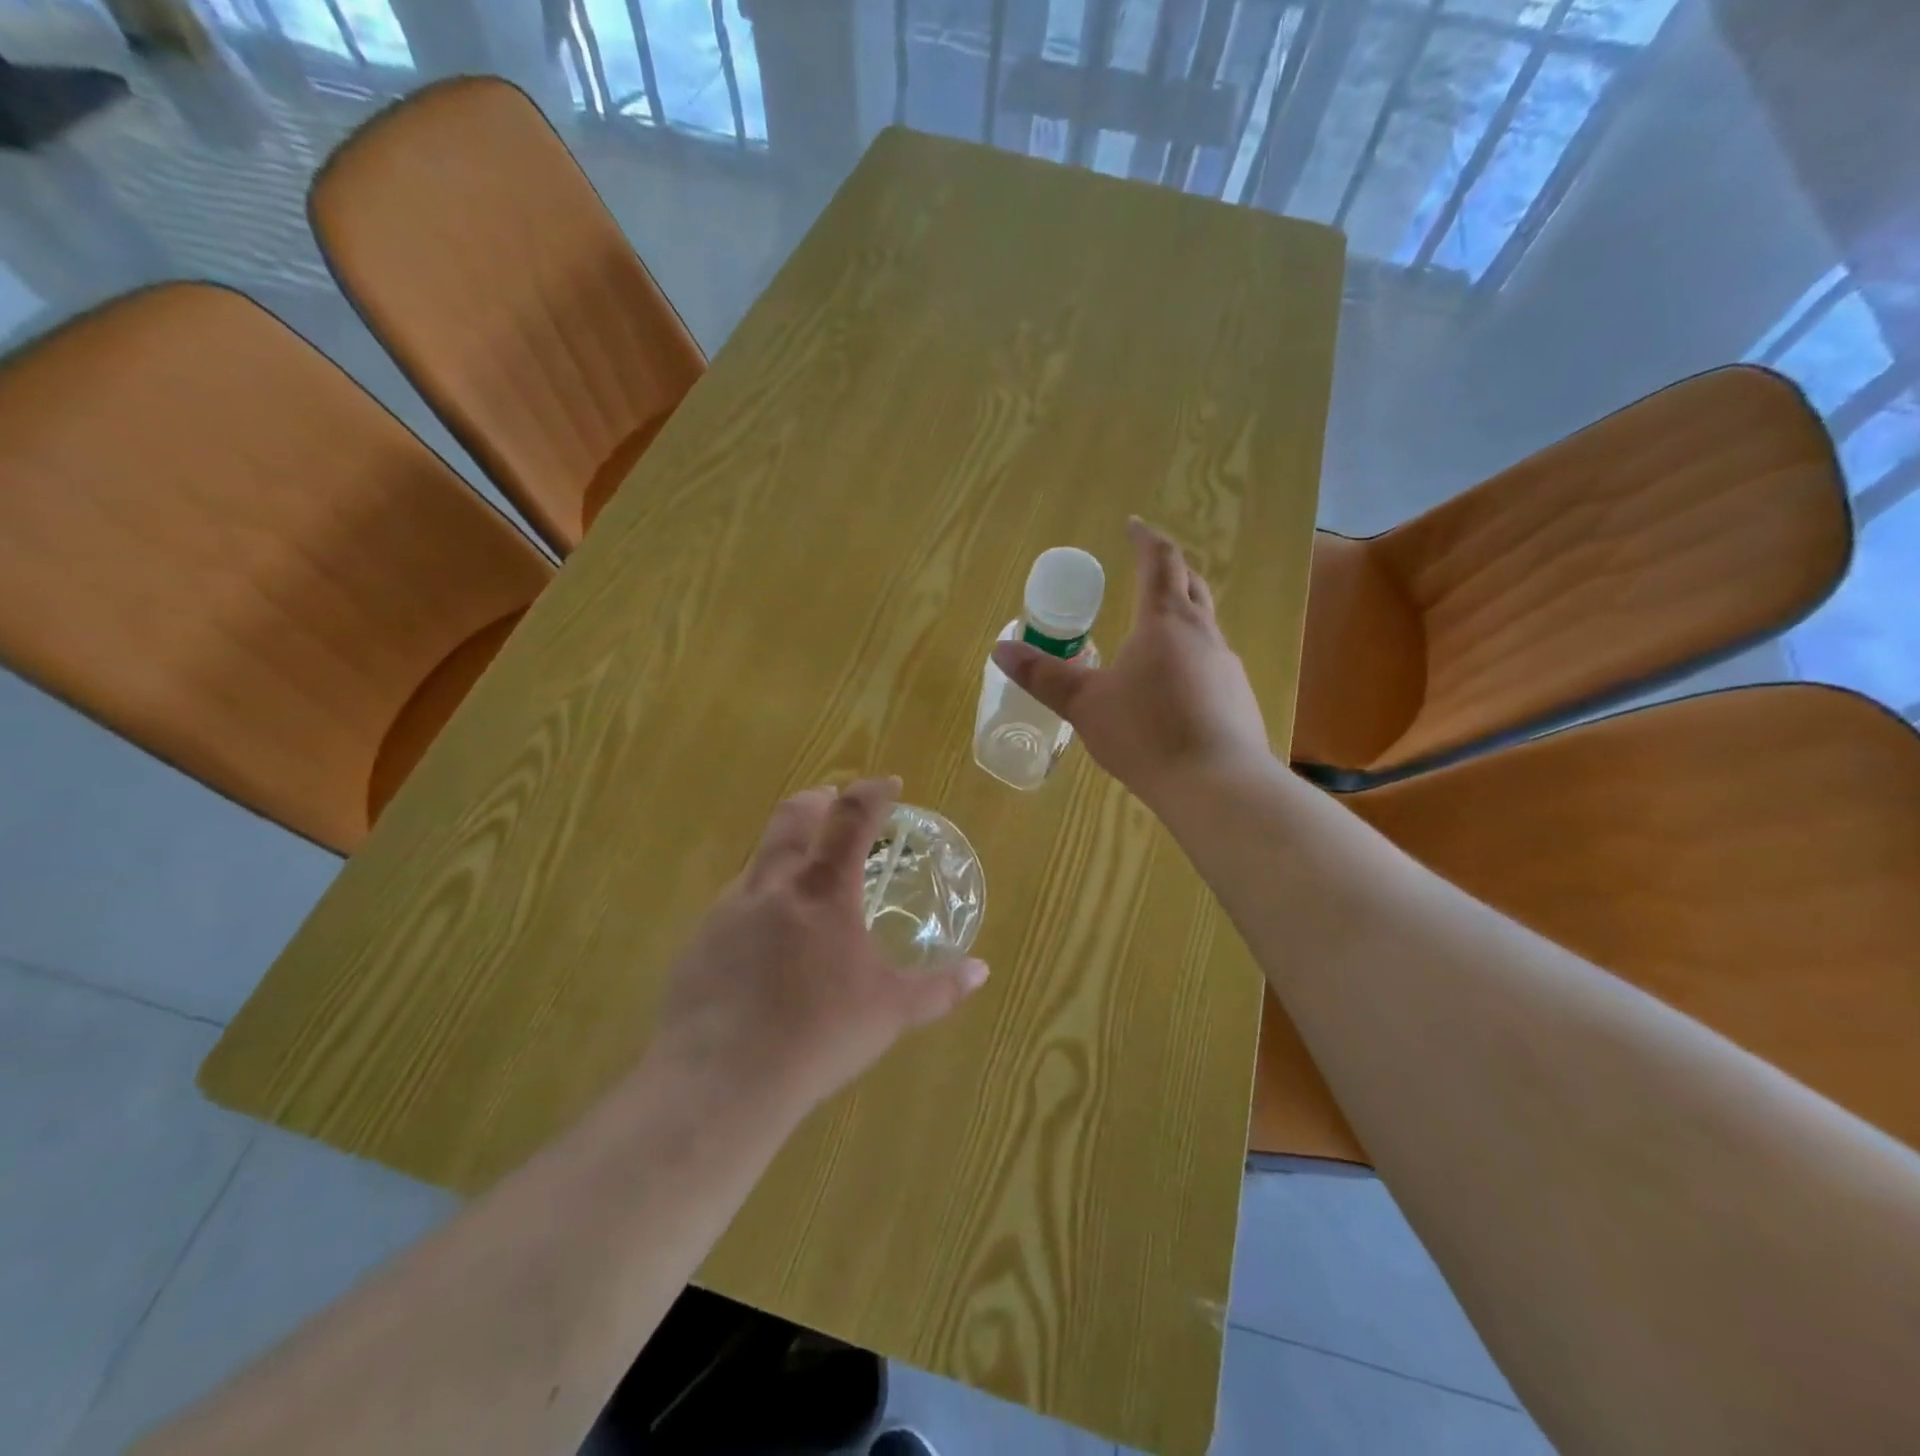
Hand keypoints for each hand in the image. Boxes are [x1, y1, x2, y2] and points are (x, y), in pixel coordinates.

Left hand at [652, 777, 989, 1113]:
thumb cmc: (820, 1036)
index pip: (851, 817)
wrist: (721, 1081)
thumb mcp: (891, 1013)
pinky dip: (760, 902)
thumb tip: (982, 972)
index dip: (873, 792)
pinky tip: (768, 944)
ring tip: (807, 885)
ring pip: (760, 858)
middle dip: (818, 801)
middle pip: (793, 816)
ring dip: (787, 853)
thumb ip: (940, 988)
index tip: (889, 784)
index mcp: (824, 890)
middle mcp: (774, 885)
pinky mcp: (700, 940)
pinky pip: (735, 903)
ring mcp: (729, 909)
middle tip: (836, 806)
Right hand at [992, 518, 1271, 807]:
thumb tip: (1000, 649)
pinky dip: (1191, 657)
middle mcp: (1203, 634)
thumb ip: (1044, 676)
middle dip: (1169, 571)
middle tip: (1147, 568)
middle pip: (1191, 586)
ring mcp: (1226, 667)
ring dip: (1182, 615)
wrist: (1216, 785)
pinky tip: (1175, 688)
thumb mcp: (1085, 705)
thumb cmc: (1145, 733)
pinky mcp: (1238, 699)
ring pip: (1205, 625)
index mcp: (1164, 622)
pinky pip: (1212, 663)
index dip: (1145, 540)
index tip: (1133, 525)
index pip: (1160, 563)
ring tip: (1154, 632)